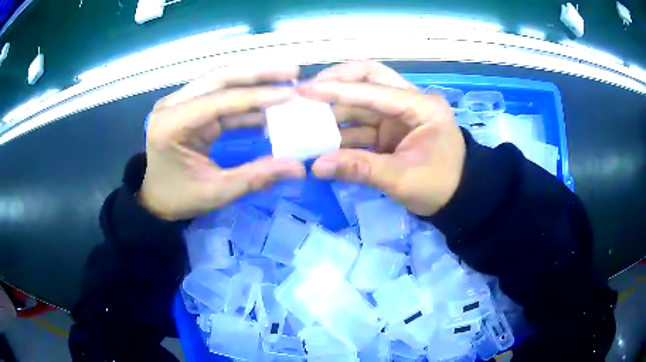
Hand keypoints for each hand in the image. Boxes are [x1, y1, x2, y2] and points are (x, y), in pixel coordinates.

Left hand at [140, 65, 305, 220]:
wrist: (154, 198)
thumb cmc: (179, 197)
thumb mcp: (217, 191)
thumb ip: (256, 176)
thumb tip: (298, 168)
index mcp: (171, 125)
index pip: (218, 101)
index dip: (256, 96)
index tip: (290, 94)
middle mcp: (172, 105)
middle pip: (219, 78)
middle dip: (258, 74)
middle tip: (292, 71)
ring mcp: (179, 102)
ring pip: (220, 80)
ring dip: (253, 79)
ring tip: (286, 79)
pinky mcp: (188, 106)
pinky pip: (219, 95)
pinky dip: (244, 97)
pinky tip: (267, 100)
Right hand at [297, 61, 465, 215]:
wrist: (458, 198)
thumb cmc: (439, 186)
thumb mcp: (402, 179)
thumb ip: (359, 169)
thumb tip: (316, 167)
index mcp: (422, 107)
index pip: (375, 90)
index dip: (339, 90)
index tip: (305, 90)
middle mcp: (410, 102)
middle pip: (370, 78)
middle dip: (337, 82)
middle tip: (306, 90)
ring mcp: (399, 114)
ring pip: (362, 100)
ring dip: (335, 108)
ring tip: (305, 115)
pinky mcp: (391, 129)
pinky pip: (362, 122)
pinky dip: (342, 129)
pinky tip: (321, 135)